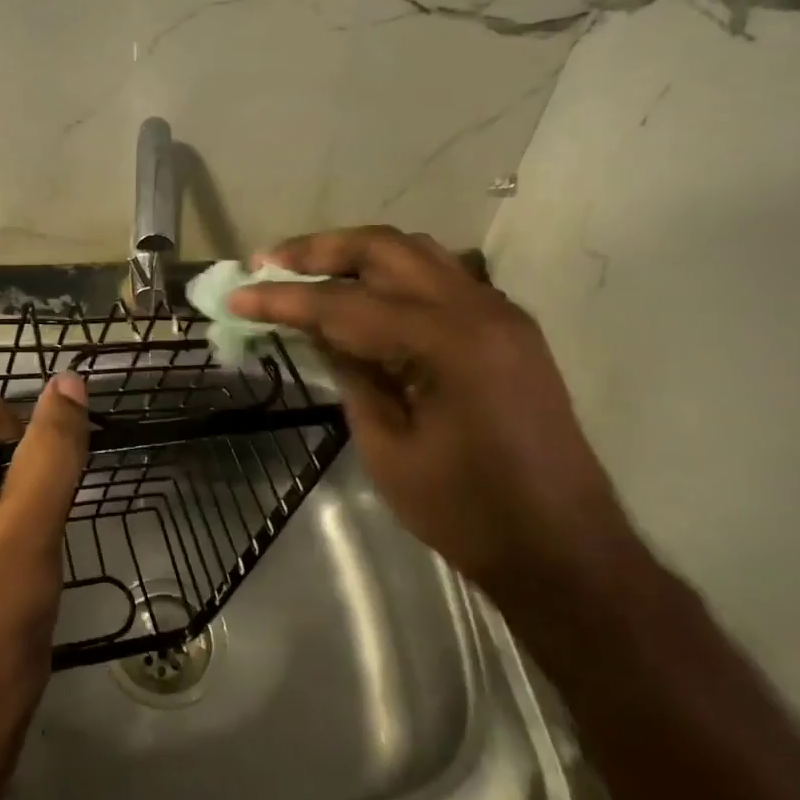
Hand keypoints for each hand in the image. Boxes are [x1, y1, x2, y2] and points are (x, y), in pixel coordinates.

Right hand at [227, 226, 634, 598]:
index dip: (285, 299)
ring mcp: (500, 312)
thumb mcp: (387, 448)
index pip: (346, 304)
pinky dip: (393, 274)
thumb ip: (350, 373)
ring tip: (307, 269)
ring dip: (356, 254)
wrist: (563, 550)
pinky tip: (363, 295)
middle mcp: (478, 308)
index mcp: (448, 342)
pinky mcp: (507, 327)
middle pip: (384, 249)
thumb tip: (317, 328)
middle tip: (267, 262)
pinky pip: (441, 277)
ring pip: (415, 252)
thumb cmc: (467, 513)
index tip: (237, 294)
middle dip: (319, 250)